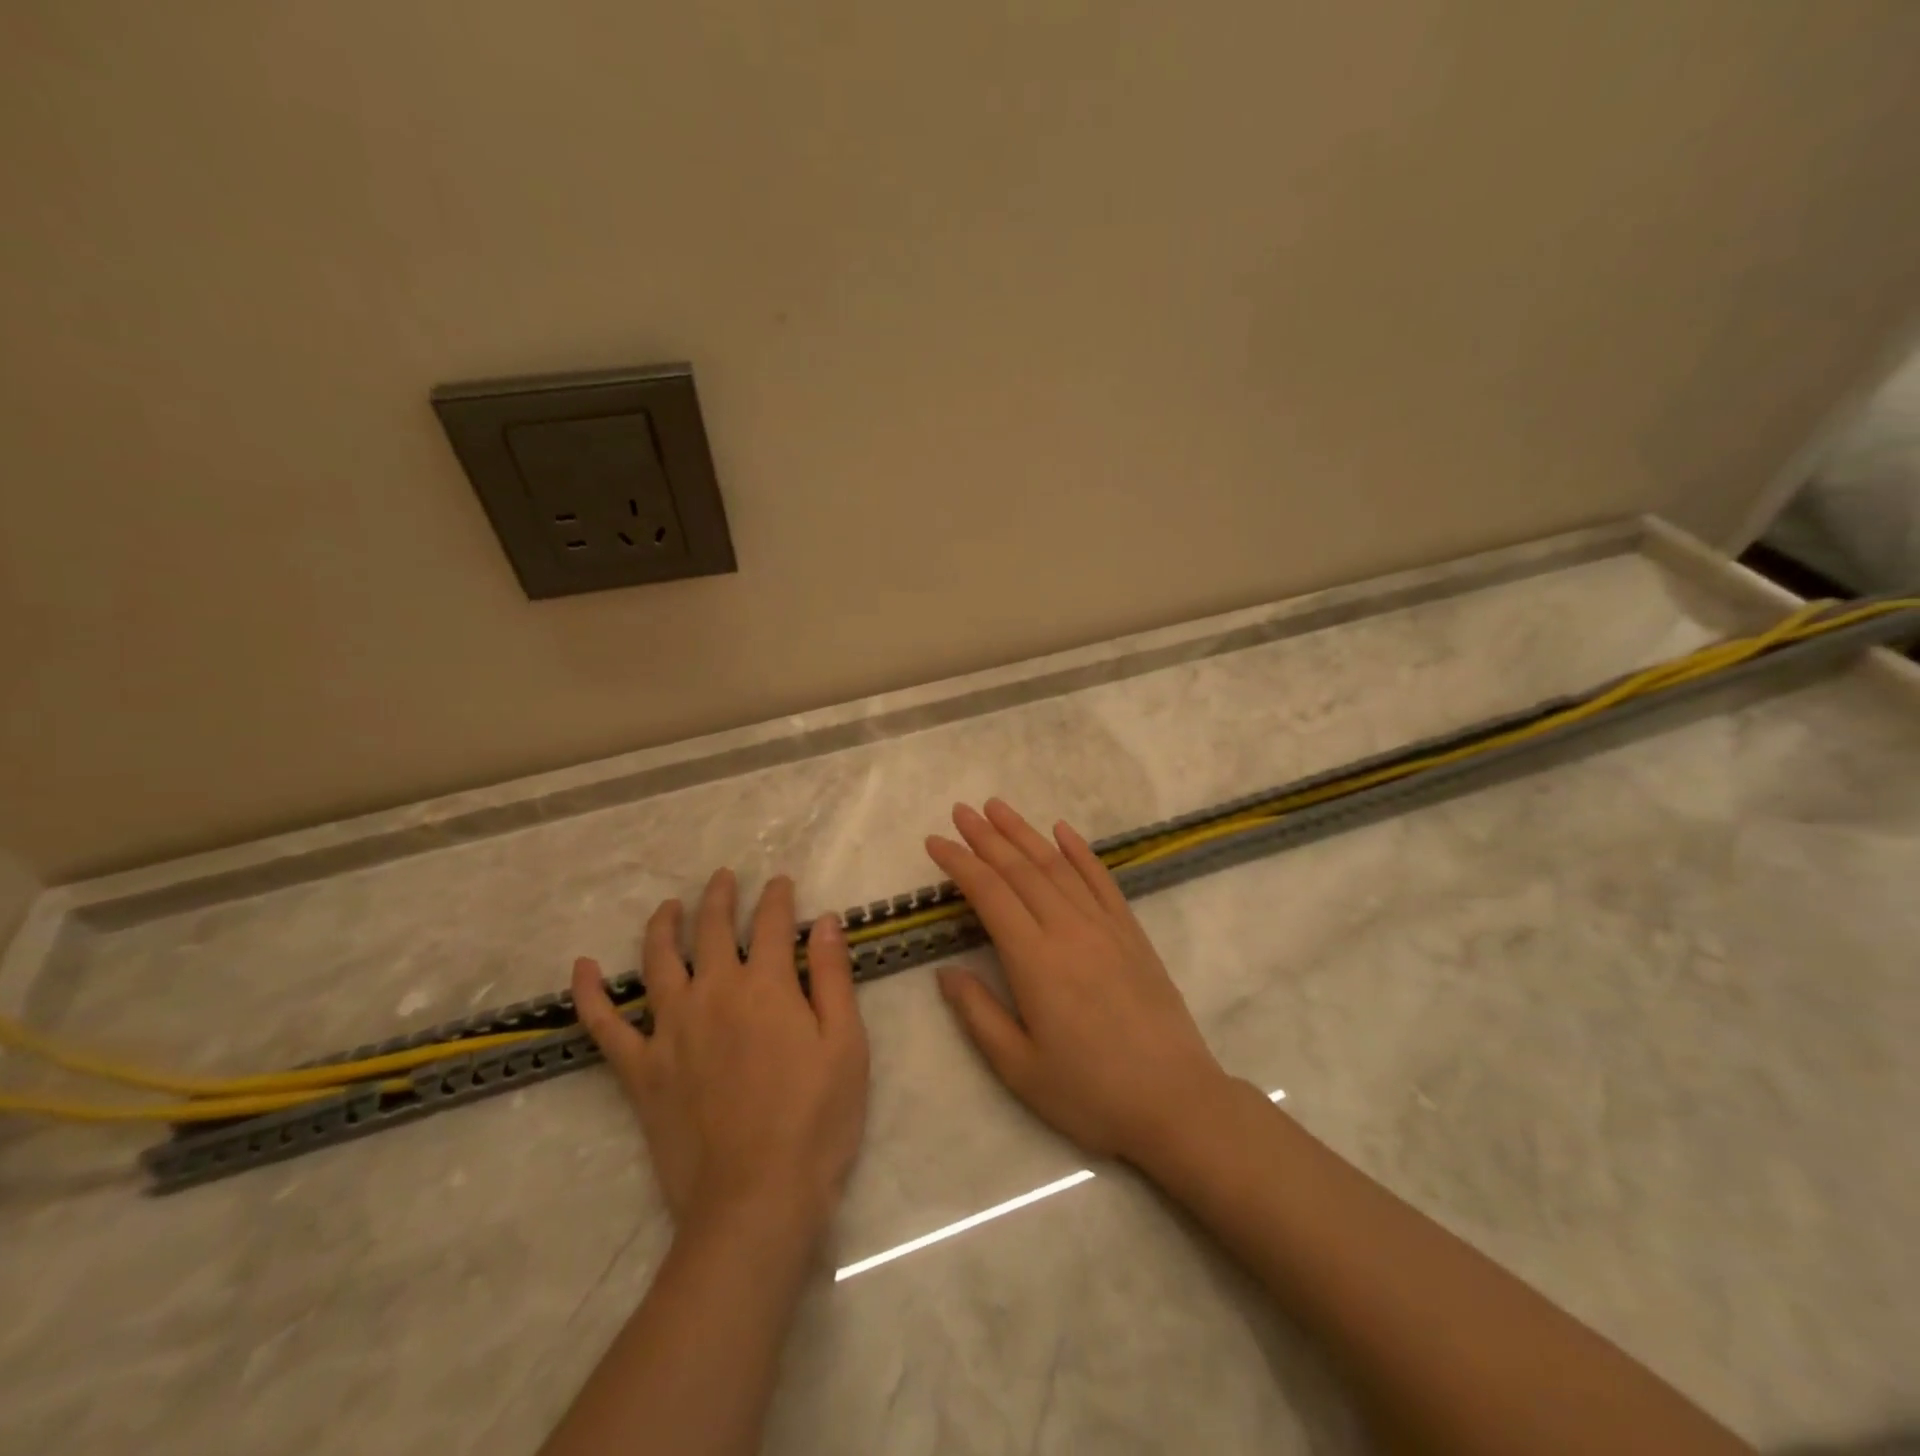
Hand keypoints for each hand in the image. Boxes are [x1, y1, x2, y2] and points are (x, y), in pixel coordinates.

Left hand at [572, 870, 869, 1239]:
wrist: (756, 1200)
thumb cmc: (816, 1120)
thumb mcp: (846, 1044)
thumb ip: (834, 977)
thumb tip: (826, 921)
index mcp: (767, 985)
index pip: (772, 923)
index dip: (778, 897)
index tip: (781, 883)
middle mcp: (714, 993)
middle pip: (712, 930)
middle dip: (720, 898)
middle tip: (723, 879)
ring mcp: (671, 1030)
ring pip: (658, 961)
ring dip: (663, 926)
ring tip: (669, 907)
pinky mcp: (641, 1071)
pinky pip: (605, 1026)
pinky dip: (589, 995)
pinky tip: (582, 969)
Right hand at [927, 799, 1229, 1164]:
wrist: (1175, 1101)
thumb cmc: (1090, 1092)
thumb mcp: (1019, 1068)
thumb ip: (978, 1014)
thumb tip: (946, 971)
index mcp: (1035, 960)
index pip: (989, 894)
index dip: (960, 863)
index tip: (935, 842)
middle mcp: (1068, 929)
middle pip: (1020, 869)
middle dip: (986, 837)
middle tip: (961, 811)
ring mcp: (1104, 926)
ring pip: (1057, 866)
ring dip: (1025, 833)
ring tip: (998, 807)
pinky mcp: (1131, 932)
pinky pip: (1101, 879)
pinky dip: (1079, 851)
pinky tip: (1062, 831)